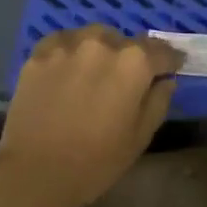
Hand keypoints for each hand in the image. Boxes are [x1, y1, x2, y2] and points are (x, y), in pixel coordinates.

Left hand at [0, 26, 182, 206]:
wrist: (35, 171)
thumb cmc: (96, 161)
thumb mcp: (140, 137)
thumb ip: (158, 101)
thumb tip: (165, 80)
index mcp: (134, 63)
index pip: (161, 51)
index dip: (169, 60)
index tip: (171, 68)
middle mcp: (102, 43)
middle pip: (125, 41)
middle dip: (131, 57)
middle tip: (126, 79)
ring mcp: (68, 44)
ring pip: (93, 36)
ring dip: (100, 49)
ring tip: (95, 71)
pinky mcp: (39, 53)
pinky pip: (63, 41)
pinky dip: (71, 50)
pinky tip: (67, 68)